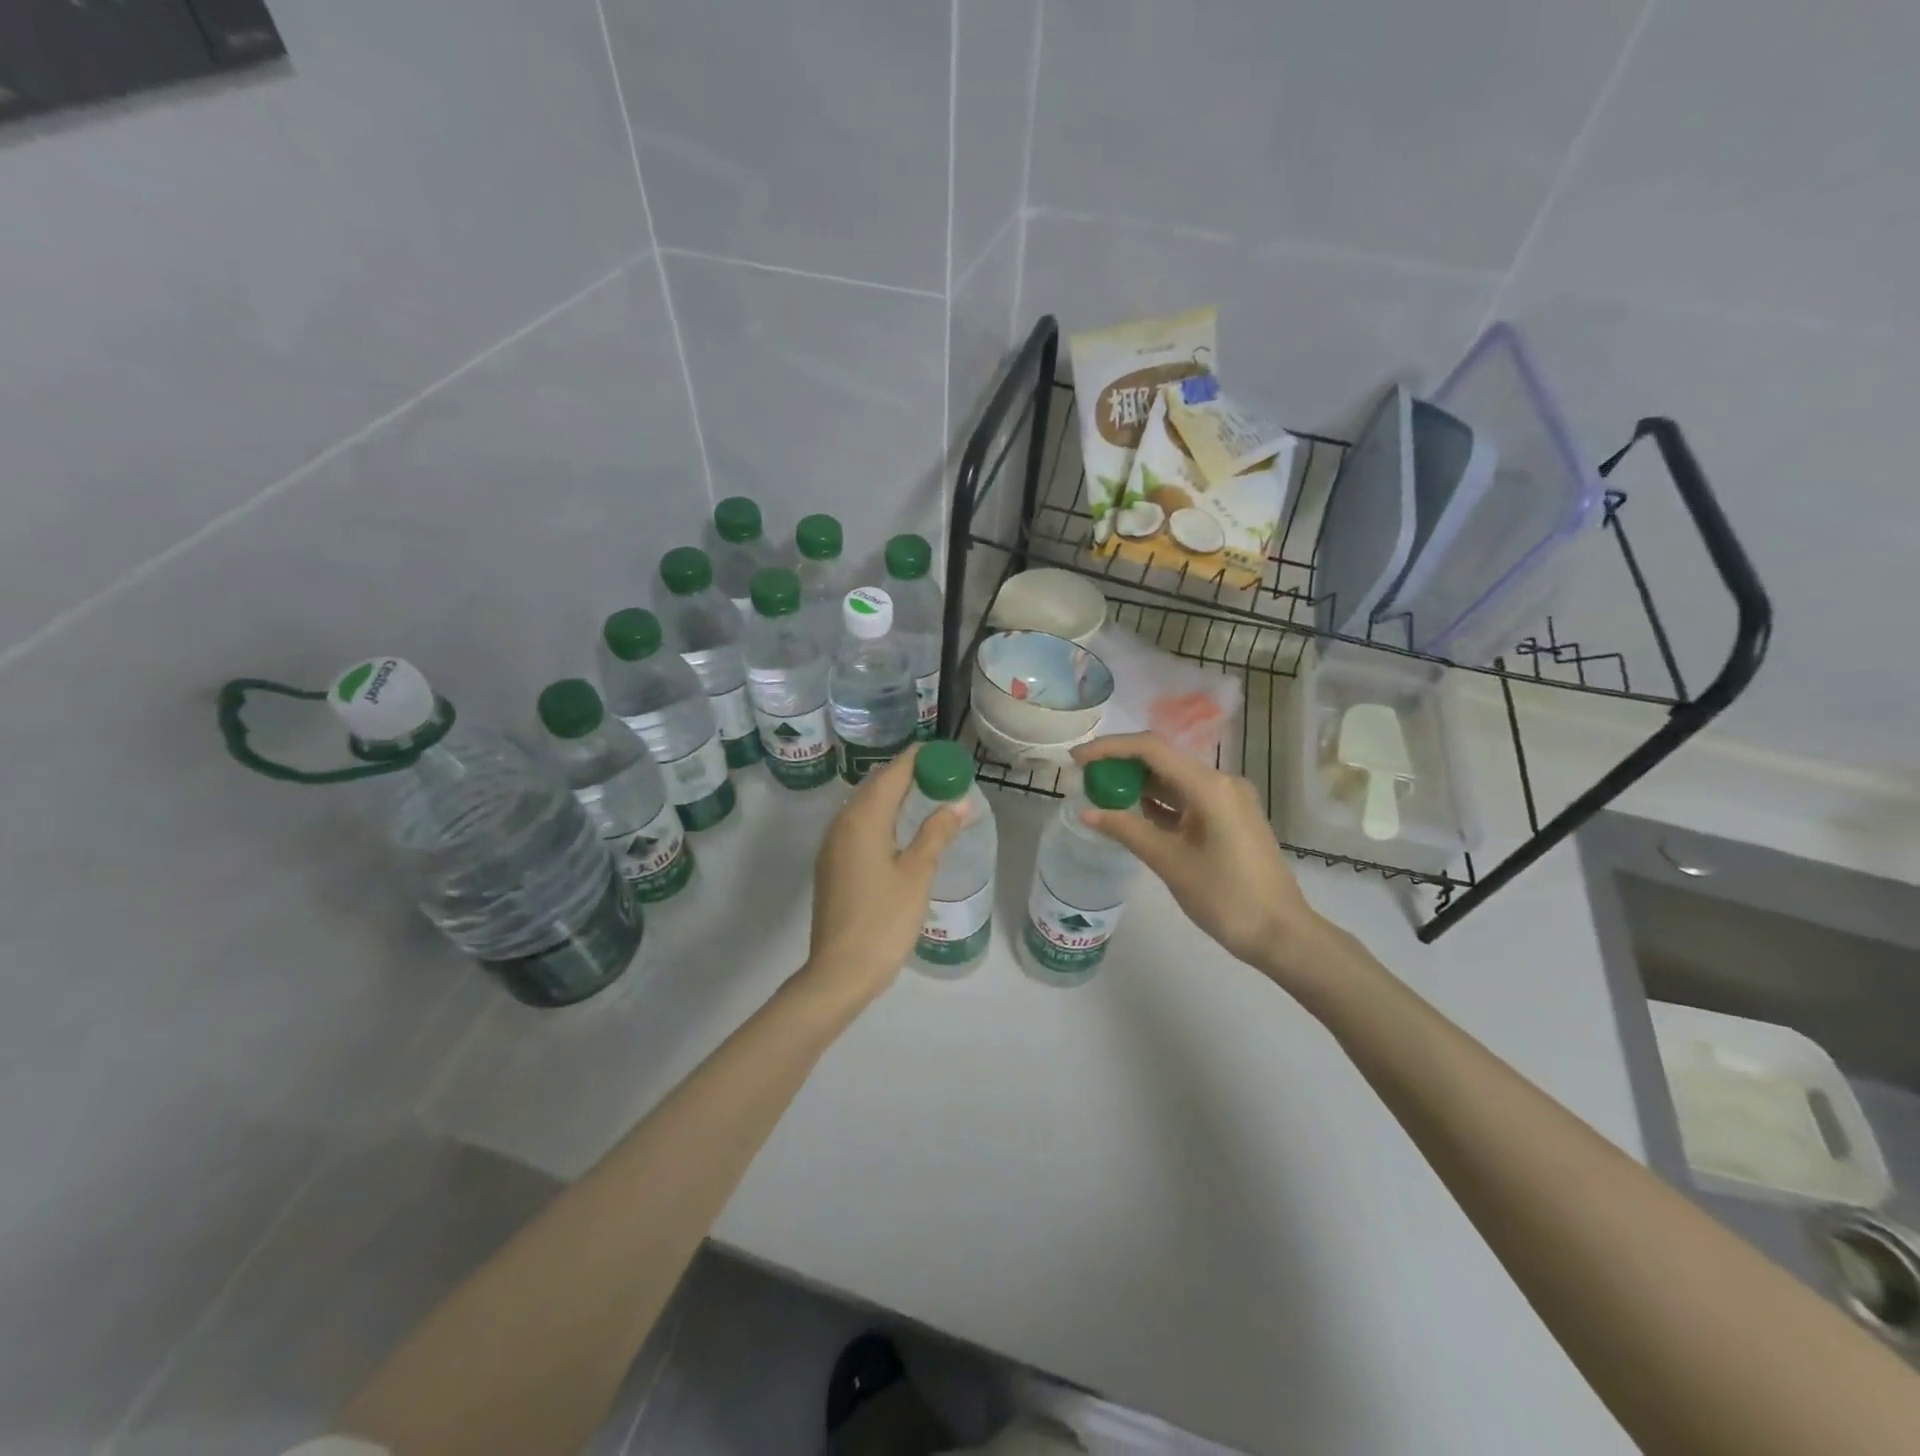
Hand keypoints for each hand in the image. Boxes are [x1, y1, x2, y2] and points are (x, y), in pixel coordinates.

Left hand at [800, 744, 964, 1006]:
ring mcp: (833, 844)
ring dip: (895, 795)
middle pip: (877, 784)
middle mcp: (843, 822)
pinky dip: (883, 816)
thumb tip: (959, 802)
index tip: (946, 755)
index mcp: (864, 818)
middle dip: (909, 774)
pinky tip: (902, 831)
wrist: (840, 970)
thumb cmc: (884, 920)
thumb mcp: (917, 874)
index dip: (920, 758)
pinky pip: (859, 825)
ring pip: (866, 805)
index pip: (894, 772)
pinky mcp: (832, 863)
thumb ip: (937, 833)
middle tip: (944, 777)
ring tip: (929, 798)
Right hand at [1073, 733, 1339, 991]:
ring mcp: (1227, 800)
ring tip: (1100, 791)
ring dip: (1138, 782)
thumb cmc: (1226, 898)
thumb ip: (1127, 830)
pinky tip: (1131, 811)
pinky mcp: (1228, 818)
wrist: (1281, 933)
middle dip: (1121, 763)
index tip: (1077, 758)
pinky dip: (1157, 801)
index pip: (1151, 749)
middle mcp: (1221, 782)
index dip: (1110, 748)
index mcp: (1209, 786)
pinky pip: (1186, 798)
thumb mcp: (1170, 862)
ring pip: (1174, 779)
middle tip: (1084, 776)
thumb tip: (1087, 812)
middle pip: (1162, 759)